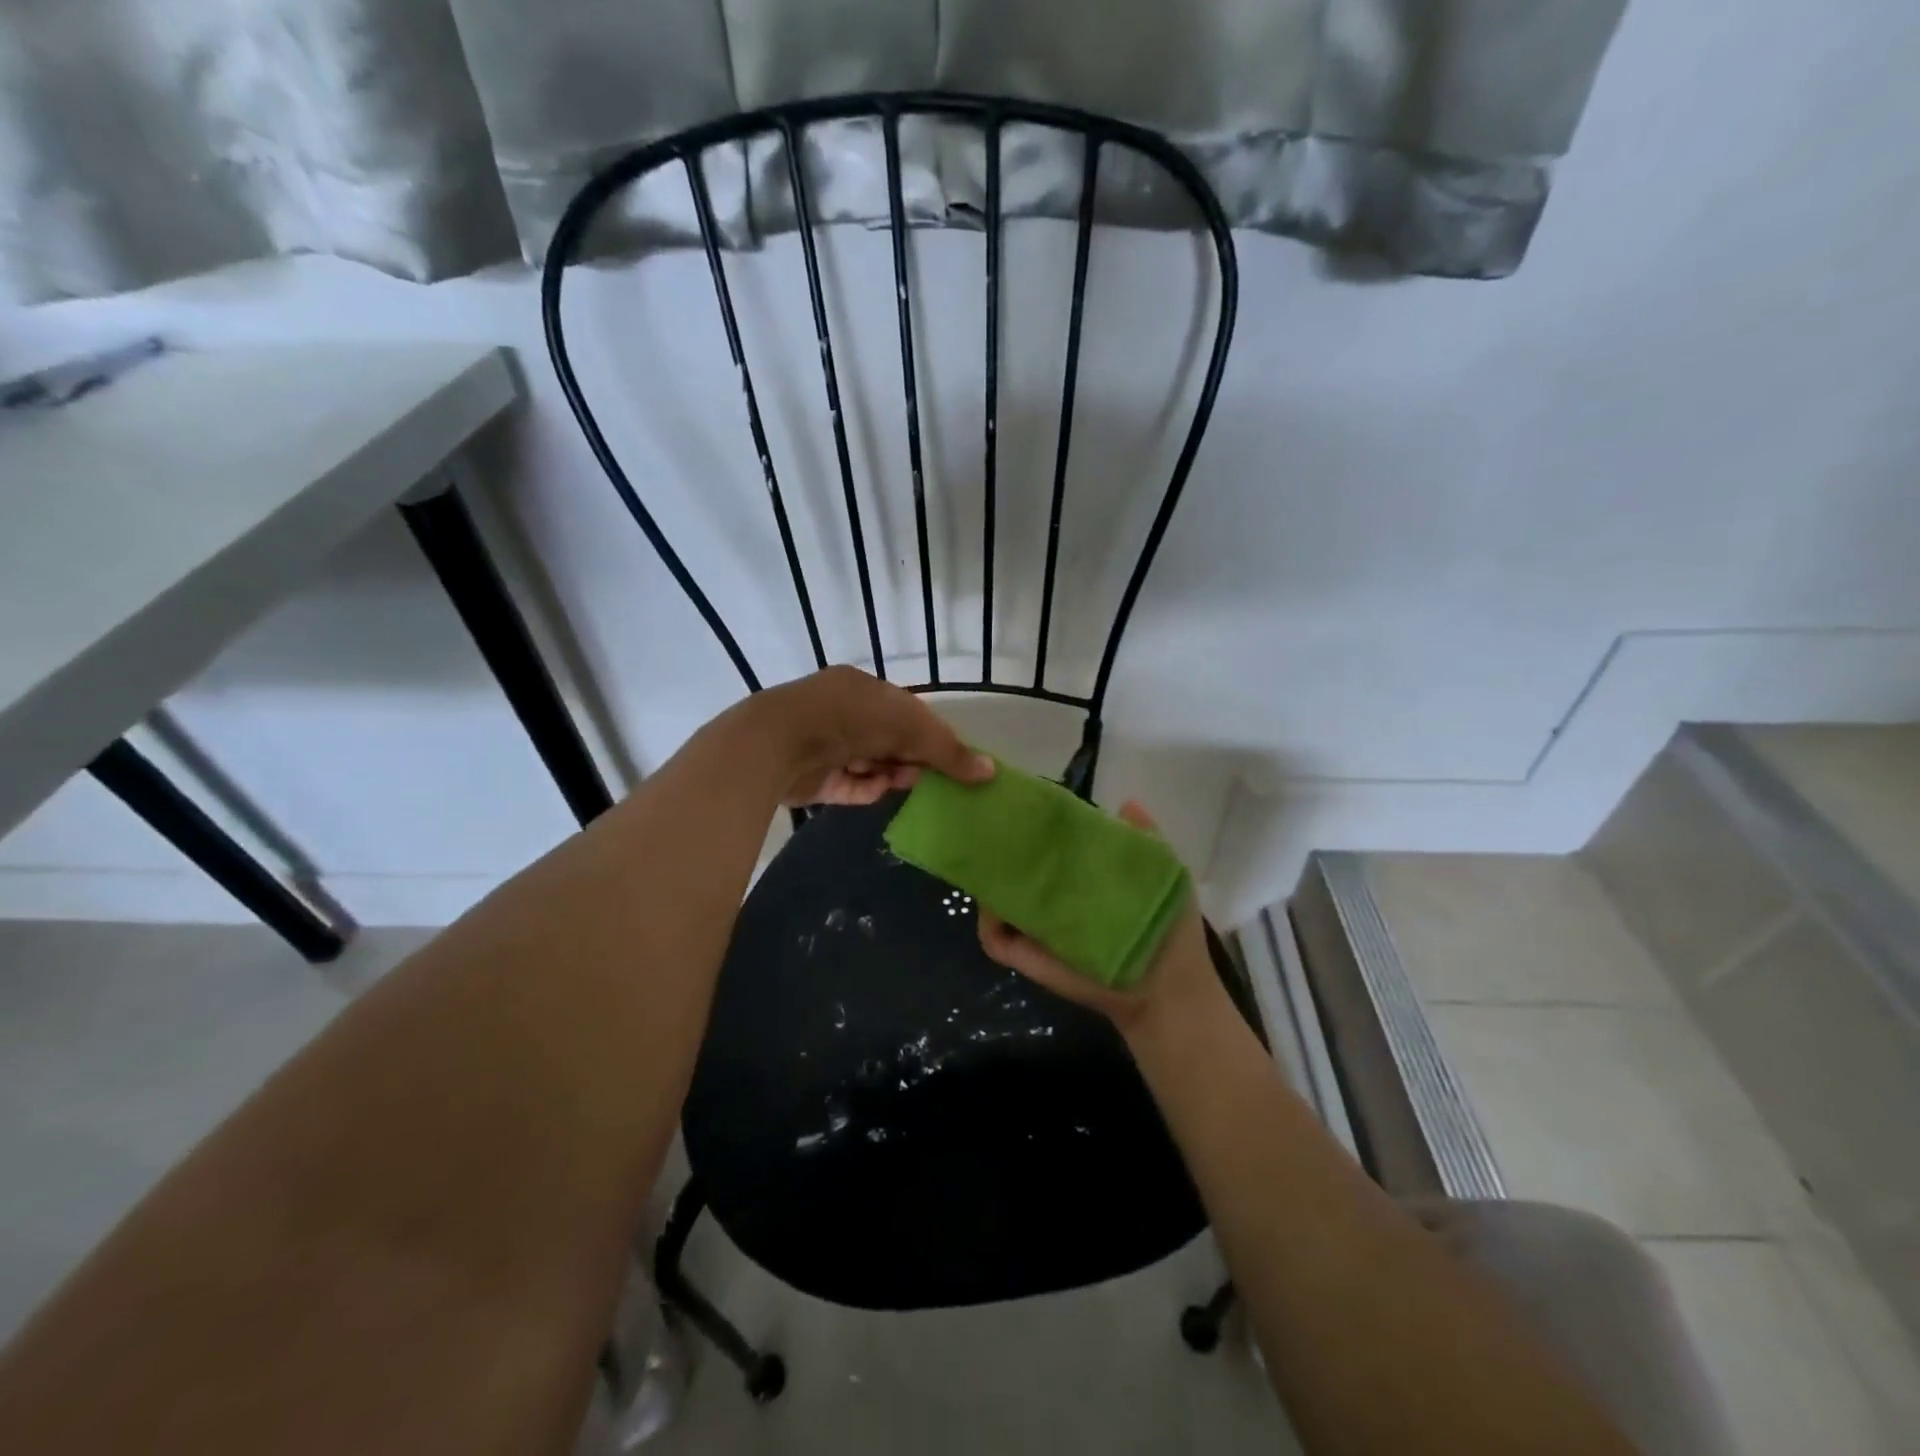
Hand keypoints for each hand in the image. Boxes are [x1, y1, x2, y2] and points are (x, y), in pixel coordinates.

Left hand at [751, 665, 994, 806]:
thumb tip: (991, 771)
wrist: (780, 742)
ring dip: (889, 774)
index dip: (930, 733)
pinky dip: (865, 789)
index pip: (906, 710)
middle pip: (888, 739)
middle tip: (931, 777)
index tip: (949, 757)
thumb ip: (950, 752)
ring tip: (906, 786)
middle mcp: (842, 712)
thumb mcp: (912, 729)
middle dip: (910, 757)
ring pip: (868, 763)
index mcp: (863, 688)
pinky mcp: (811, 776)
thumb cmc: (852, 720)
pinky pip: (847, 785)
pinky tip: (878, 794)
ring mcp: (824, 744)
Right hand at [975, 800, 1221, 1035]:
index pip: (1048, 846)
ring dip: (988, 882)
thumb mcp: (1161, 871)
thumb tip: (1127, 802)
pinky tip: (996, 906)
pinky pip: (994, 939)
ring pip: (996, 899)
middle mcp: (1052, 898)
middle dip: (1002, 849)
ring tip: (987, 860)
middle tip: (994, 826)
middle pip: (1014, 868)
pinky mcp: (1027, 957)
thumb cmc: (1167, 928)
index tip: (1024, 805)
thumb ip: (1143, 837)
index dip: (1035, 827)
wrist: (1167, 988)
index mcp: (1079, 876)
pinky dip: (988, 923)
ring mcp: (1036, 928)